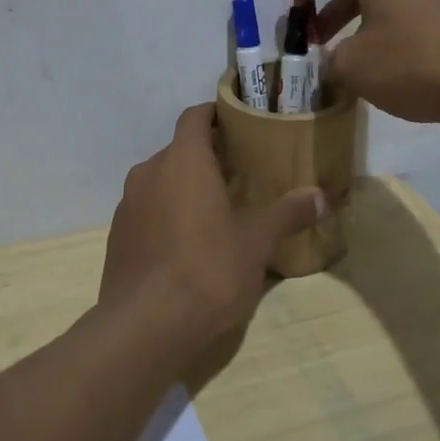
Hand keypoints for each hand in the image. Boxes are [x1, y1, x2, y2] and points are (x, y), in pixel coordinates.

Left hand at [100, 104, 326, 348]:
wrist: (145, 325)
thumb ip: (287, 213)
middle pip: (179, 150)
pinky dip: (165, 215)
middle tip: (238, 174)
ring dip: (183, 188)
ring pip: (160, 181)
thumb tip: (322, 196)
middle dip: (206, 157)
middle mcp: (149, 172)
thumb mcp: (257, 241)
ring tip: (214, 210)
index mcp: (183, 160)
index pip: (195, 116)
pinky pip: (146, 211)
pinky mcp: (117, 237)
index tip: (238, 123)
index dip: (215, 114)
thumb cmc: (207, 268)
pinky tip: (186, 245)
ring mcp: (127, 205)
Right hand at [286, 0, 439, 123]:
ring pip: (387, 1)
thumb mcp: (354, 66)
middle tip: (317, 41)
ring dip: (360, 25)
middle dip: (331, 8)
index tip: (295, 1)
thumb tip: (332, 61)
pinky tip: (388, 72)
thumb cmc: (412, 62)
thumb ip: (330, 60)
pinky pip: (411, 18)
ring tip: (350, 62)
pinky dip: (388, 35)